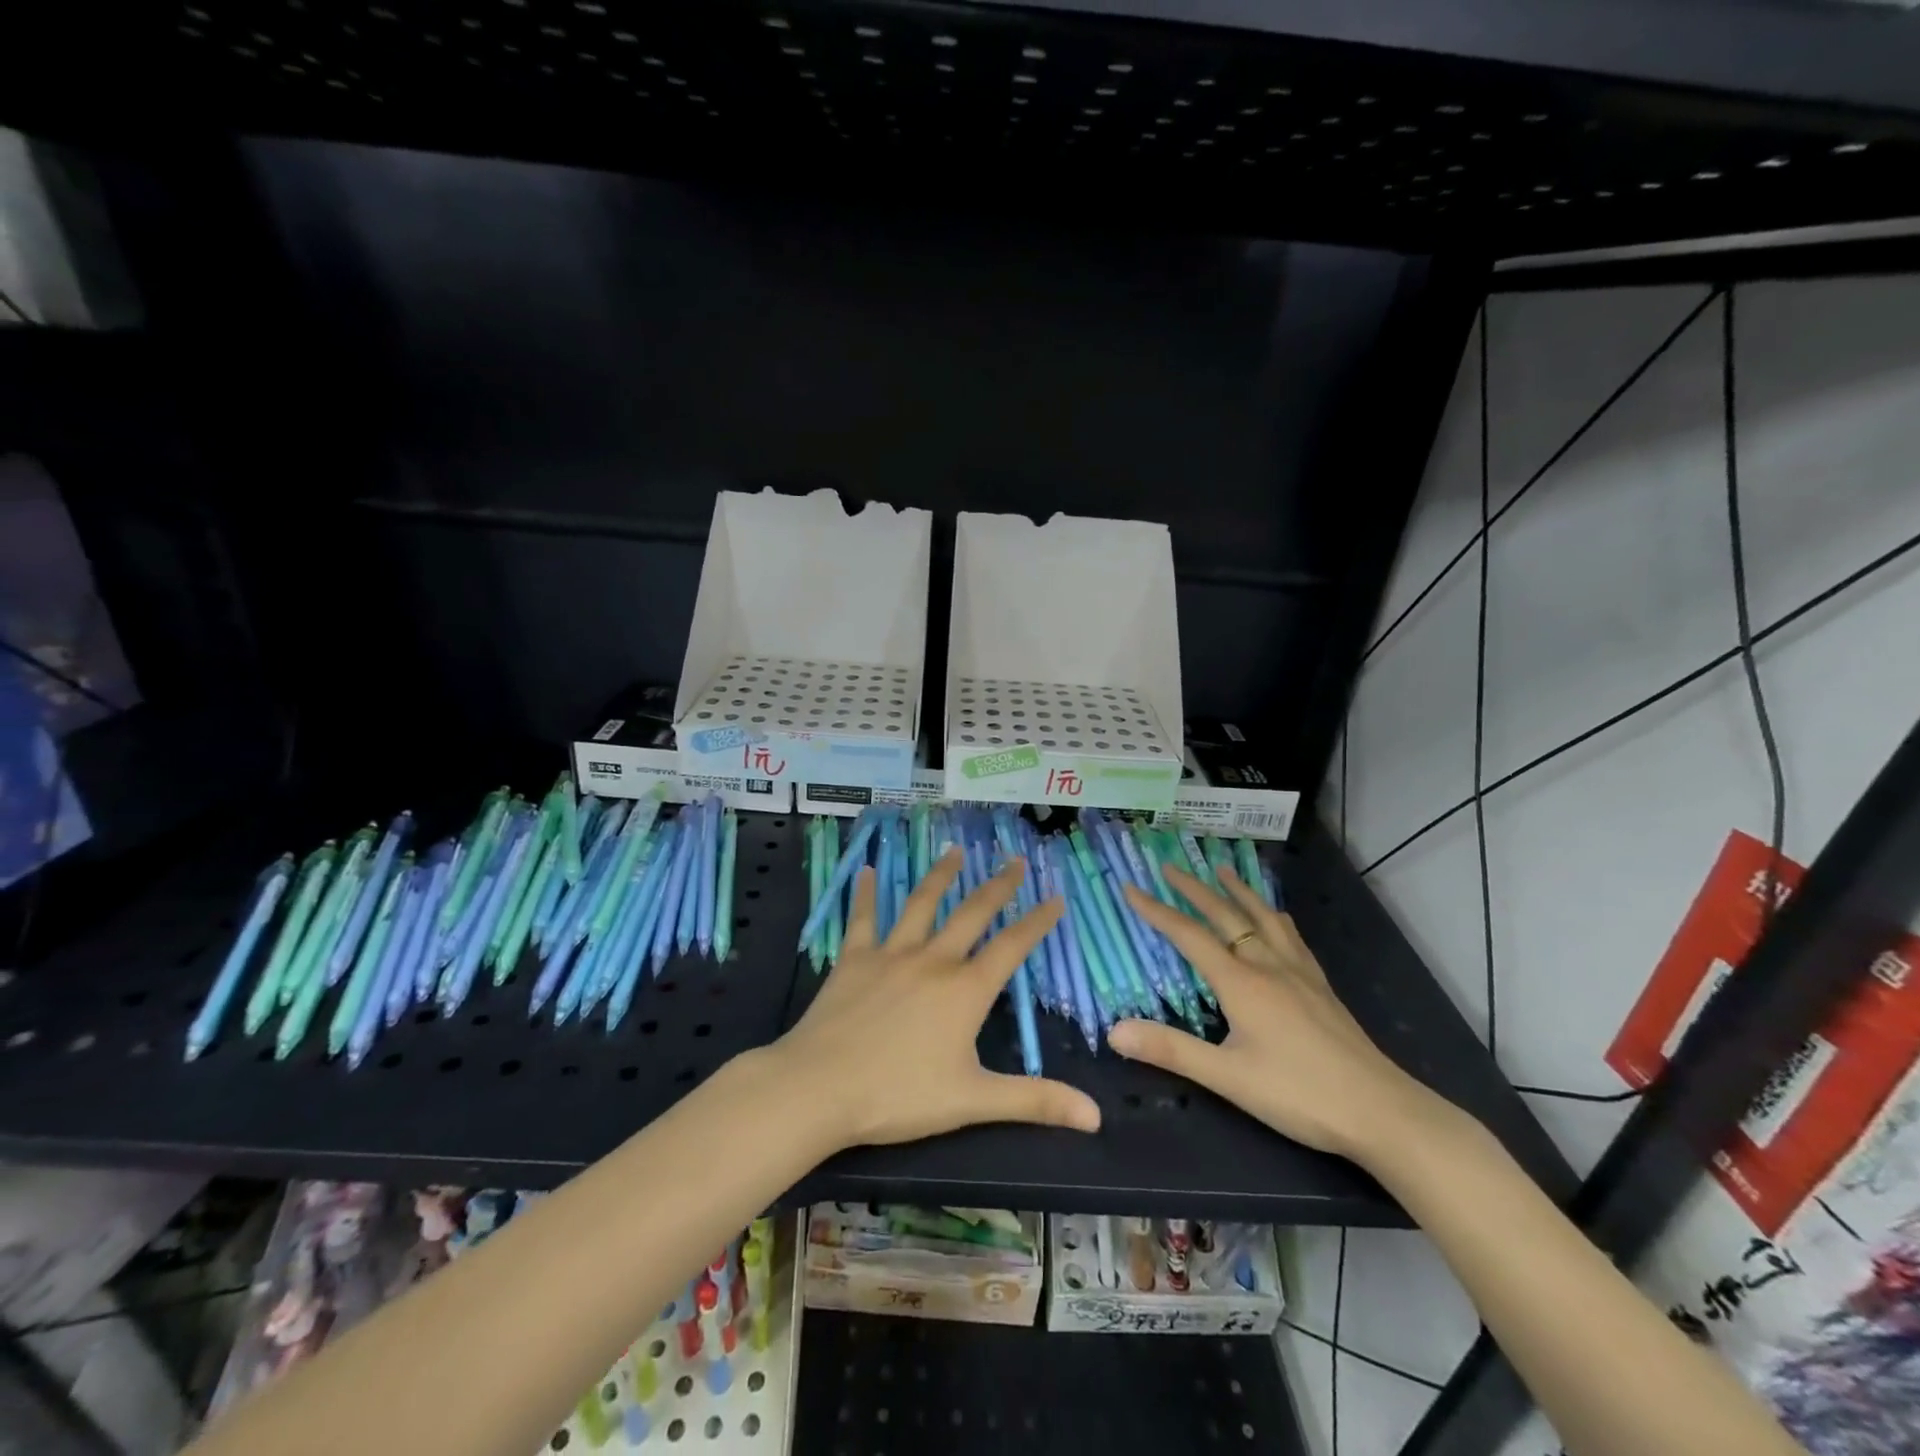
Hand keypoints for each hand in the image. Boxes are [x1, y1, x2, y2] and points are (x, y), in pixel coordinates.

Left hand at [765, 849, 1101, 1149]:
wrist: (820, 1088)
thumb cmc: (899, 1096)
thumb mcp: (973, 1101)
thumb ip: (1034, 1101)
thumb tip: (1096, 1116)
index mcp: (965, 990)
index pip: (1012, 947)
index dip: (1037, 922)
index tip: (1056, 898)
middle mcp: (933, 959)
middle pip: (972, 913)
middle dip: (998, 886)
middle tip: (1015, 861)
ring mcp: (891, 953)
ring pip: (922, 903)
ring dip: (941, 875)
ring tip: (955, 850)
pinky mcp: (854, 958)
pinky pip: (863, 917)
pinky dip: (865, 893)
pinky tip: (865, 870)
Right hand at [1113, 866, 1450, 1167]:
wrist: (1381, 1110)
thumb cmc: (1299, 1094)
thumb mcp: (1228, 1077)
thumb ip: (1171, 1050)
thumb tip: (1114, 1031)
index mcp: (1240, 982)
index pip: (1188, 936)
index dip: (1156, 910)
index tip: (1130, 887)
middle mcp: (1267, 965)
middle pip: (1225, 915)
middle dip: (1194, 889)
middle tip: (1170, 865)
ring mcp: (1298, 972)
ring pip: (1262, 918)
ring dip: (1237, 891)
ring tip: (1222, 869)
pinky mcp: (1320, 986)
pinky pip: (1291, 936)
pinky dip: (1273, 916)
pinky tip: (1277, 917)